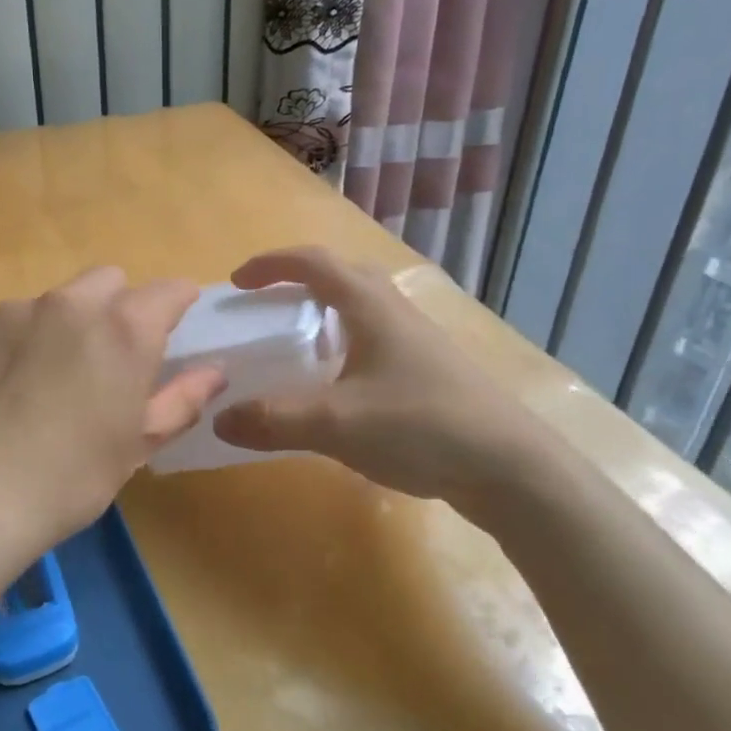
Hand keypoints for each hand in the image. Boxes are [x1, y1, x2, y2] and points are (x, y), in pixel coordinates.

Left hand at [0, 268, 225, 552]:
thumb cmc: (72, 477)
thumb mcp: (138, 444)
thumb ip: (182, 399)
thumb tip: (214, 371)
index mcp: (124, 329)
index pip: (168, 290)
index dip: (176, 304)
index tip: (172, 326)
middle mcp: (72, 304)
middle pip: (108, 281)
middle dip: (117, 306)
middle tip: (105, 358)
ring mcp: (15, 309)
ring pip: (55, 299)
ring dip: (63, 324)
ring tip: (45, 379)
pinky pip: (9, 319)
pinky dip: (17, 340)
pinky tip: (4, 386)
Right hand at [212, 247, 554, 520]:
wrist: (510, 467)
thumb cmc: (421, 427)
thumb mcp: (337, 424)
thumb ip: (275, 419)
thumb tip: (219, 418)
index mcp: (370, 307)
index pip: (313, 263)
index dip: (271, 265)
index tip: (237, 282)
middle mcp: (394, 311)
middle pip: (342, 273)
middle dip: (297, 279)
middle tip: (265, 303)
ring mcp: (416, 340)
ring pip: (362, 305)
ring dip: (323, 309)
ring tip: (295, 340)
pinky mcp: (428, 369)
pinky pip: (374, 335)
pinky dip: (343, 340)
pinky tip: (337, 382)